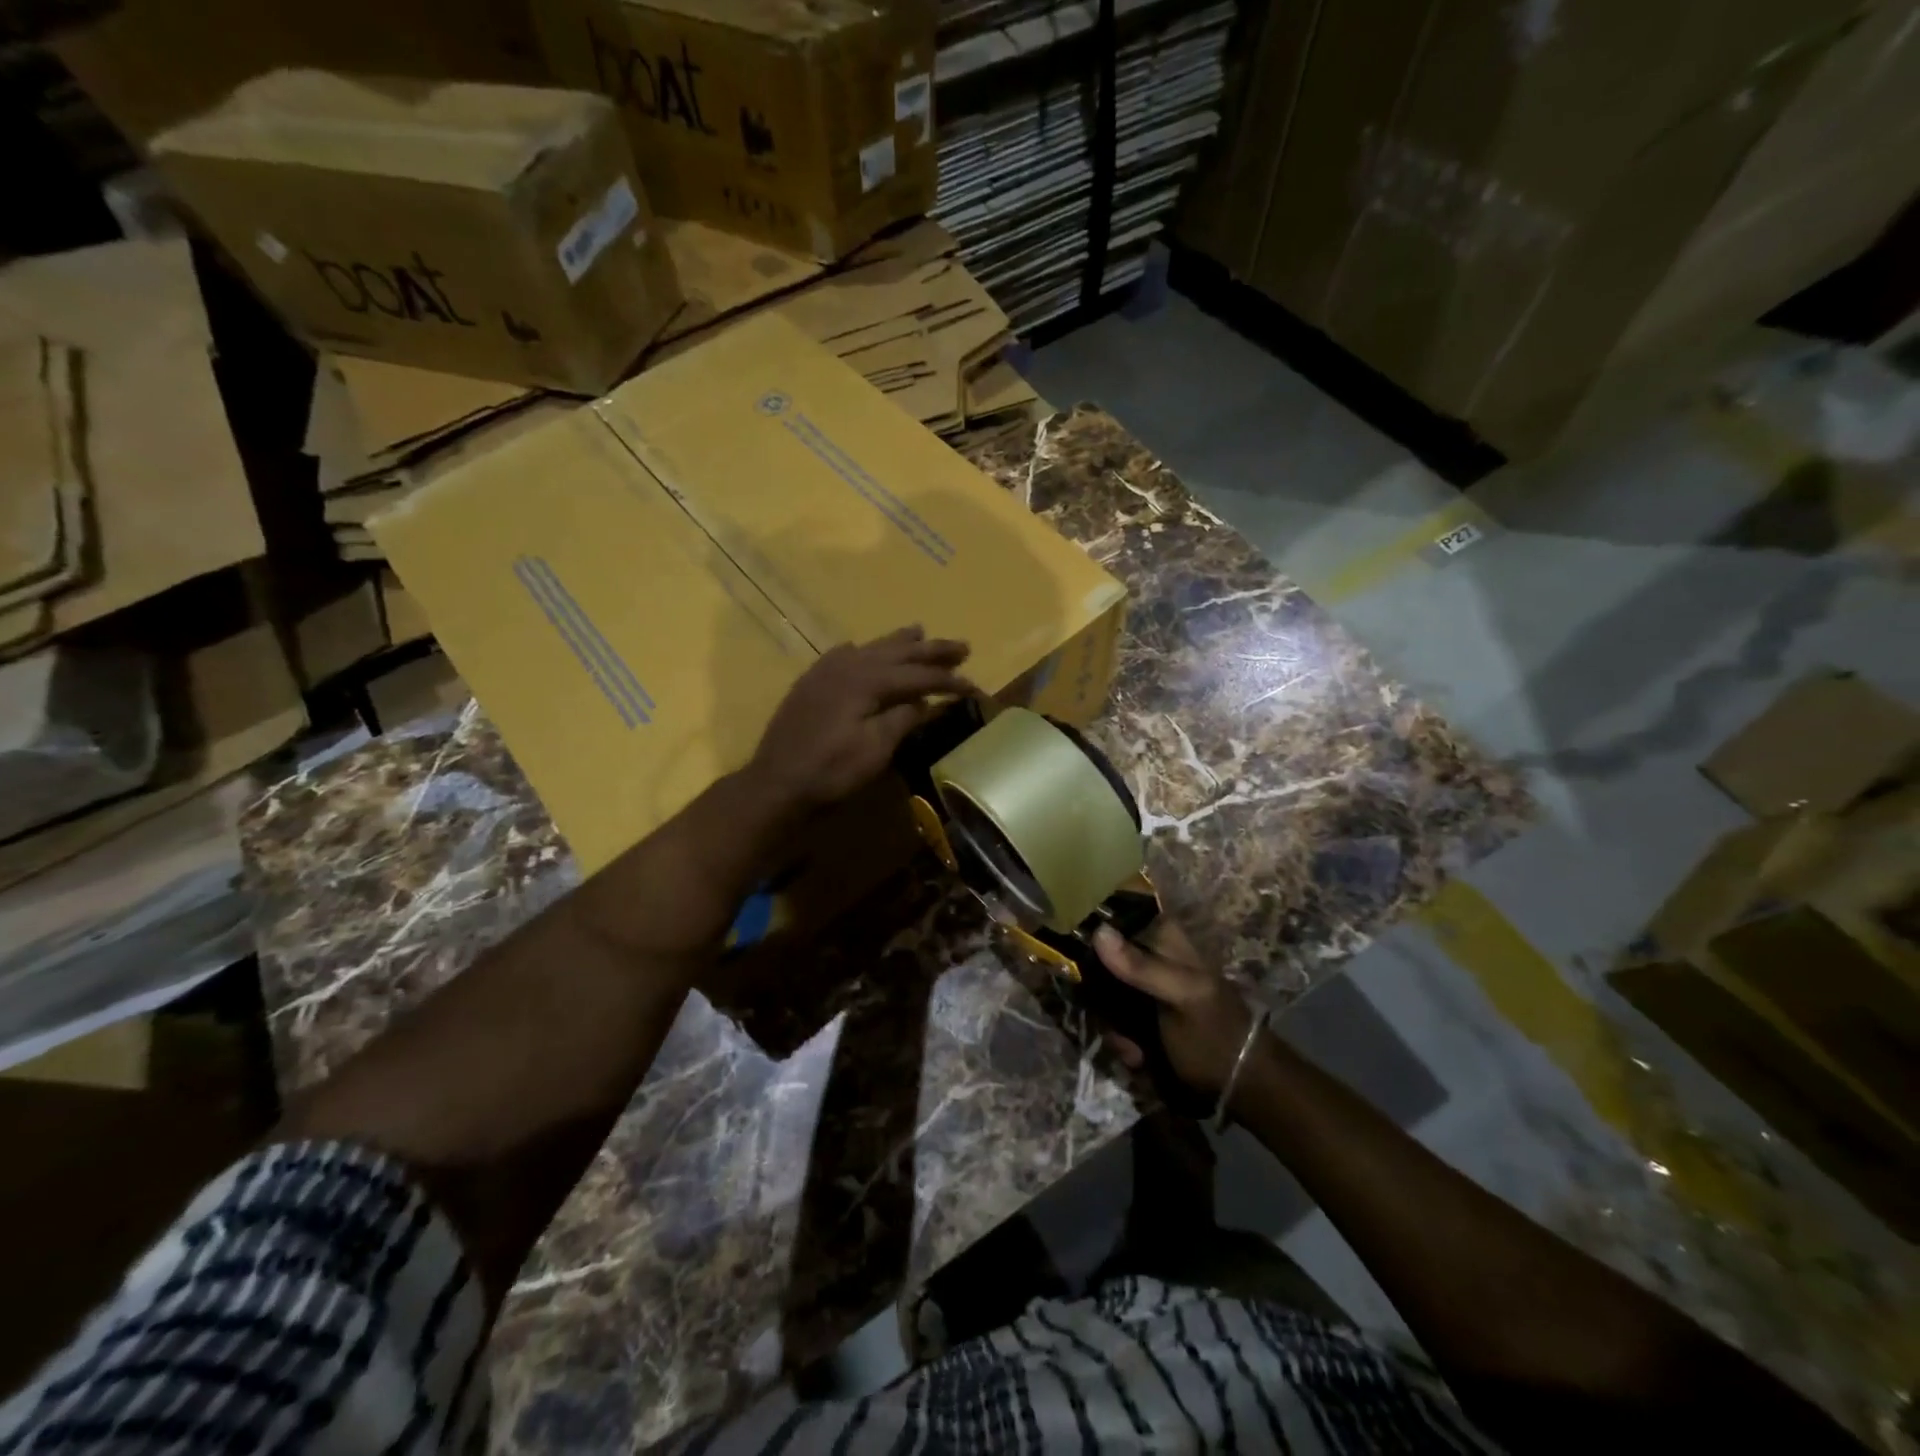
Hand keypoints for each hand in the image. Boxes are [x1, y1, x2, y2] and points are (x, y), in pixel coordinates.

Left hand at [750, 626, 970, 810]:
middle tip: (962, 646)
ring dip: (899, 642)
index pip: (918, 676)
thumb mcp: (875, 750)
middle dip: (931, 650)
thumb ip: (902, 719)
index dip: (948, 680)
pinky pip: (841, 655)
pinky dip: (861, 650)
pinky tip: (859, 647)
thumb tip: (926, 700)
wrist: (776, 783)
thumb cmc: (831, 771)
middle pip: (897, 652)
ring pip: (870, 648)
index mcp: (867, 680)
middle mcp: (848, 666)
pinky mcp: (811, 684)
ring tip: (921, 630)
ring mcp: (825, 672)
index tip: (973, 685)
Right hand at [1093, 919, 1257, 1097]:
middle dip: (1098, 993)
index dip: (1091, 930)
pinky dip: (1120, 1041)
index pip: (1116, 915)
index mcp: (1163, 937)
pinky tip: (1137, 1058)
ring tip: (1132, 1049)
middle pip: (1099, 957)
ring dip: (1111, 1024)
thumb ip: (1141, 966)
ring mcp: (1141, 988)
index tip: (1072, 952)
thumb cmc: (1216, 1033)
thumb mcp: (1182, 996)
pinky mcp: (1137, 1017)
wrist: (1242, 1087)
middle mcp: (1148, 956)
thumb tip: (1098, 931)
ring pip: (1100, 992)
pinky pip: (1111, 1020)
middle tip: (1109, 1018)